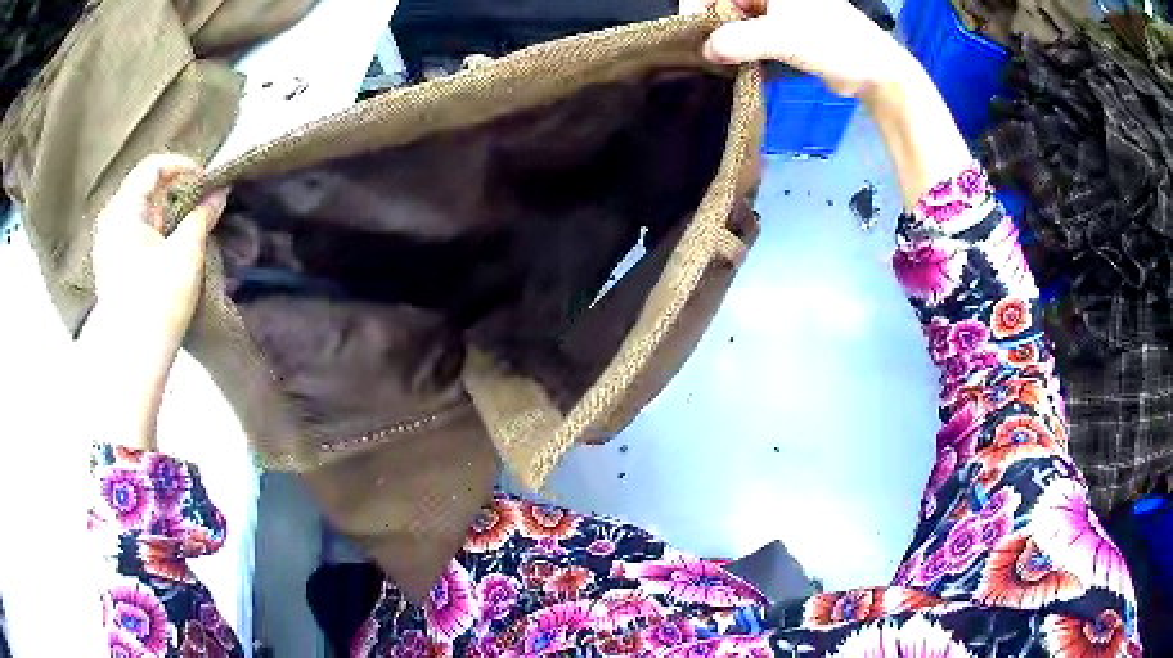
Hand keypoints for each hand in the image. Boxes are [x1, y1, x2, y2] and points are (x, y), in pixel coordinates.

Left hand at [82, 154, 228, 447]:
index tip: (206, 183)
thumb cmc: (157, 305)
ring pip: (139, 211)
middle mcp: (110, 222)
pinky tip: (167, 251)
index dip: (183, 167)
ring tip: (186, 230)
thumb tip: (220, 191)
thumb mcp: (186, 254)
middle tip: (199, 207)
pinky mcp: (110, 267)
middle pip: (145, 187)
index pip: (154, 166)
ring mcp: (107, 246)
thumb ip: (202, 215)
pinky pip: (132, 233)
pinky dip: (153, 231)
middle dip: (175, 191)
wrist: (132, 364)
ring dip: (165, 213)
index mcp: (123, 211)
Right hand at [697, 0, 913, 98]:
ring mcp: (775, 13)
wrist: (874, 70)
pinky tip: (736, 66)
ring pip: (735, 22)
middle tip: (706, 55)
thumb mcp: (783, 37)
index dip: (698, 7)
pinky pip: (750, 37)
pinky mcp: (783, 33)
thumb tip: (706, 51)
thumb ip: (740, 40)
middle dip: (712, 27)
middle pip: (723, 4)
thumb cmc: (833, 42)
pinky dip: (741, 51)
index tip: (694, 36)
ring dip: (726, 43)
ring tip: (719, 64)